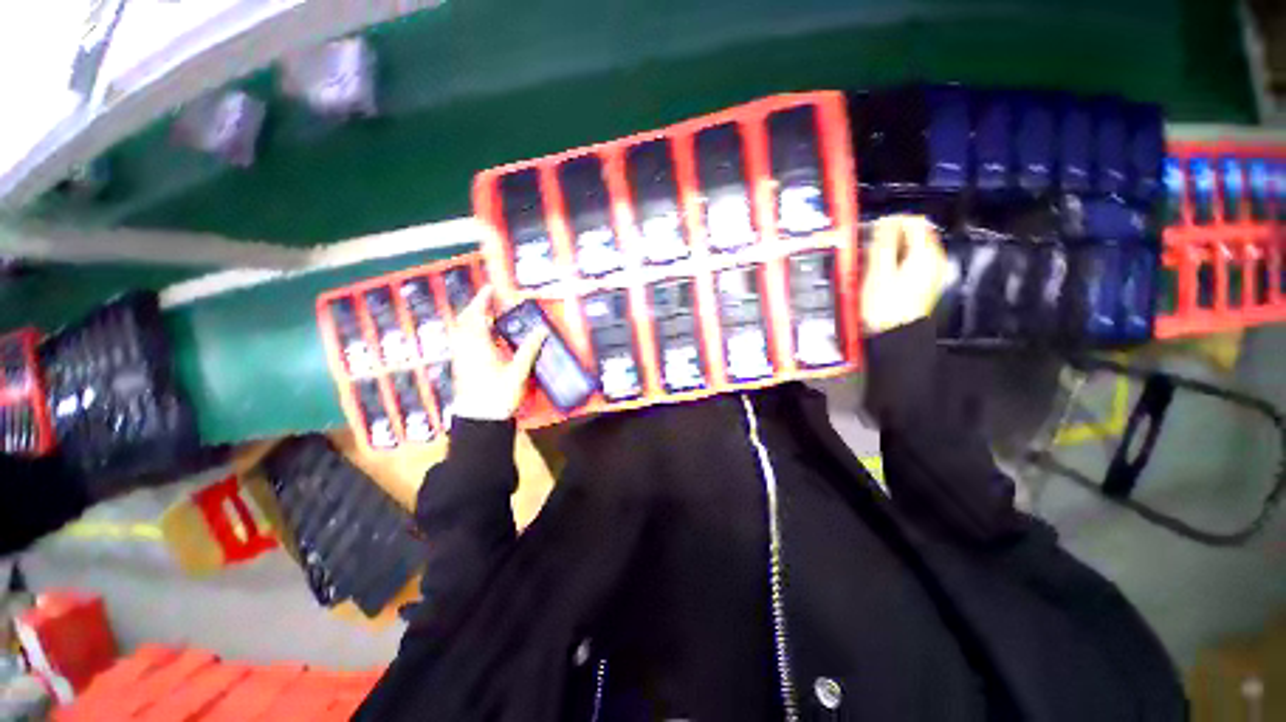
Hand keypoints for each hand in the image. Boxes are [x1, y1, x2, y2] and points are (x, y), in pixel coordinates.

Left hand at [448, 286, 548, 420]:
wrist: (480, 420)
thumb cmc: (498, 394)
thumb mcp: (518, 371)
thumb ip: (529, 349)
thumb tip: (542, 330)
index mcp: (477, 346)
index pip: (476, 316)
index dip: (482, 300)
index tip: (490, 288)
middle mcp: (464, 348)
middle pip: (464, 321)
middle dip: (475, 307)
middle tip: (488, 301)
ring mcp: (460, 358)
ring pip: (461, 331)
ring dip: (471, 319)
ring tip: (487, 317)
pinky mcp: (460, 367)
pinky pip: (462, 341)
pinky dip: (470, 332)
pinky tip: (483, 339)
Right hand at [860, 215, 947, 333]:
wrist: (894, 336)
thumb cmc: (885, 309)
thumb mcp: (878, 273)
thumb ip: (883, 244)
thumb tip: (886, 222)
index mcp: (925, 255)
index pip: (914, 221)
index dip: (893, 220)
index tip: (874, 227)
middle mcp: (934, 261)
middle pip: (916, 234)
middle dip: (892, 234)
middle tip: (870, 244)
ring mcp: (930, 273)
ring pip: (913, 248)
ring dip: (892, 248)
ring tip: (872, 259)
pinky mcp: (924, 284)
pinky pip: (912, 262)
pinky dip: (896, 260)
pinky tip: (881, 272)